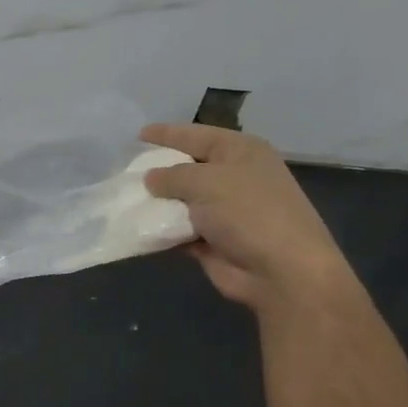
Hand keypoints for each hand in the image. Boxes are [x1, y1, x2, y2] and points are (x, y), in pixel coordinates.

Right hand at [141, 124, 351, 310]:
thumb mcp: (205, 182)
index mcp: (240, 152)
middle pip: (188, 166)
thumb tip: (151, 179)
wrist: (283, 272)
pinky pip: (180, 229)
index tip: (138, 134)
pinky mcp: (216, 241)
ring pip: (182, 200)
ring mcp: (226, 211)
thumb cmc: (248, 212)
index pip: (196, 134)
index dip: (167, 133)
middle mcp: (235, 177)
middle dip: (159, 168)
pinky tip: (137, 226)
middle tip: (126, 168)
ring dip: (157, 202)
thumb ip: (171, 175)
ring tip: (123, 197)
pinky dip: (162, 229)